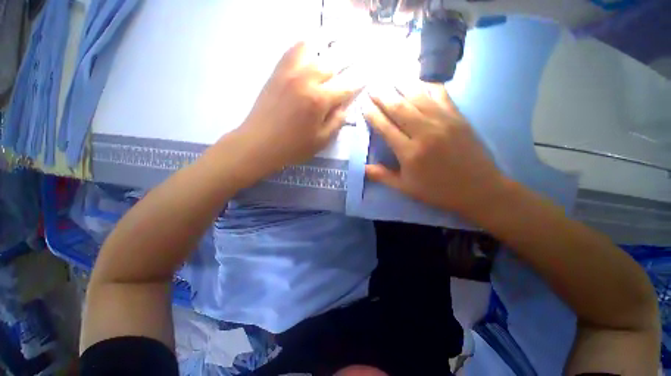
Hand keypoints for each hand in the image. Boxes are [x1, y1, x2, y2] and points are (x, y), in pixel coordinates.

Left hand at [238, 41, 362, 172]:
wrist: (259, 143)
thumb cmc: (293, 147)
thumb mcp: (321, 140)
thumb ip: (337, 121)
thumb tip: (347, 105)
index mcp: (319, 100)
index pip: (347, 86)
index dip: (358, 82)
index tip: (365, 79)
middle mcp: (307, 79)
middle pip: (333, 63)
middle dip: (347, 65)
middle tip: (351, 70)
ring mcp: (290, 72)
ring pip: (315, 50)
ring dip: (327, 55)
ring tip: (331, 65)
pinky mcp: (278, 71)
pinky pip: (294, 50)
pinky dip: (307, 48)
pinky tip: (312, 57)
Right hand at [364, 81, 506, 217]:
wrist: (478, 189)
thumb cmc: (437, 190)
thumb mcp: (406, 188)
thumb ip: (382, 176)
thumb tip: (362, 168)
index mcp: (410, 153)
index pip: (385, 128)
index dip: (373, 115)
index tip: (363, 105)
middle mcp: (424, 132)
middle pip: (398, 108)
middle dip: (382, 96)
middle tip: (371, 86)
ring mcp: (443, 121)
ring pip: (417, 97)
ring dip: (401, 85)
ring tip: (389, 77)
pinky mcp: (458, 116)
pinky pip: (441, 95)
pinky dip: (428, 85)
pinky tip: (419, 82)